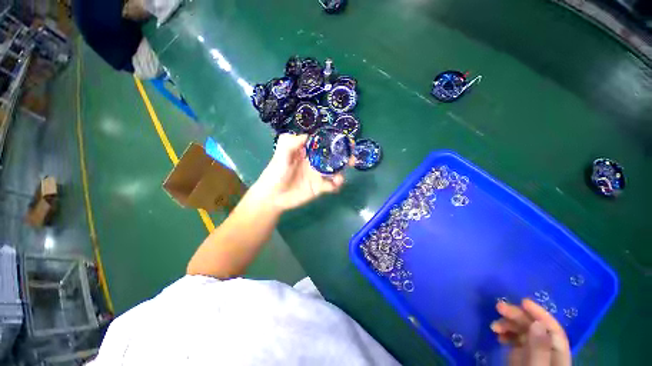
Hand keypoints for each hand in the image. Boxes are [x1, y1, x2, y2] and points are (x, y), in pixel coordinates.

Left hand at [253, 134, 344, 210]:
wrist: (273, 196)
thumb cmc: (276, 173)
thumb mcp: (281, 155)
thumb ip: (290, 142)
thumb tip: (308, 136)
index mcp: (307, 152)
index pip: (324, 143)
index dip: (335, 140)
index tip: (346, 140)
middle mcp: (315, 162)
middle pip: (333, 157)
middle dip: (344, 156)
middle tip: (352, 158)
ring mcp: (318, 175)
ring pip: (335, 171)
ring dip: (341, 172)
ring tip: (339, 178)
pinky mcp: (319, 187)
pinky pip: (332, 185)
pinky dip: (336, 185)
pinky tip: (334, 185)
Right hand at [491, 299, 571, 365]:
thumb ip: (539, 350)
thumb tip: (537, 323)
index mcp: (557, 355)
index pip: (553, 330)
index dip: (541, 314)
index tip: (523, 302)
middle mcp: (546, 351)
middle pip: (536, 328)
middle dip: (518, 316)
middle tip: (499, 307)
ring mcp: (533, 353)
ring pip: (524, 331)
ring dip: (509, 324)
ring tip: (494, 326)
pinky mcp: (521, 355)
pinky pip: (515, 339)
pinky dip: (506, 333)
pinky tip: (498, 334)